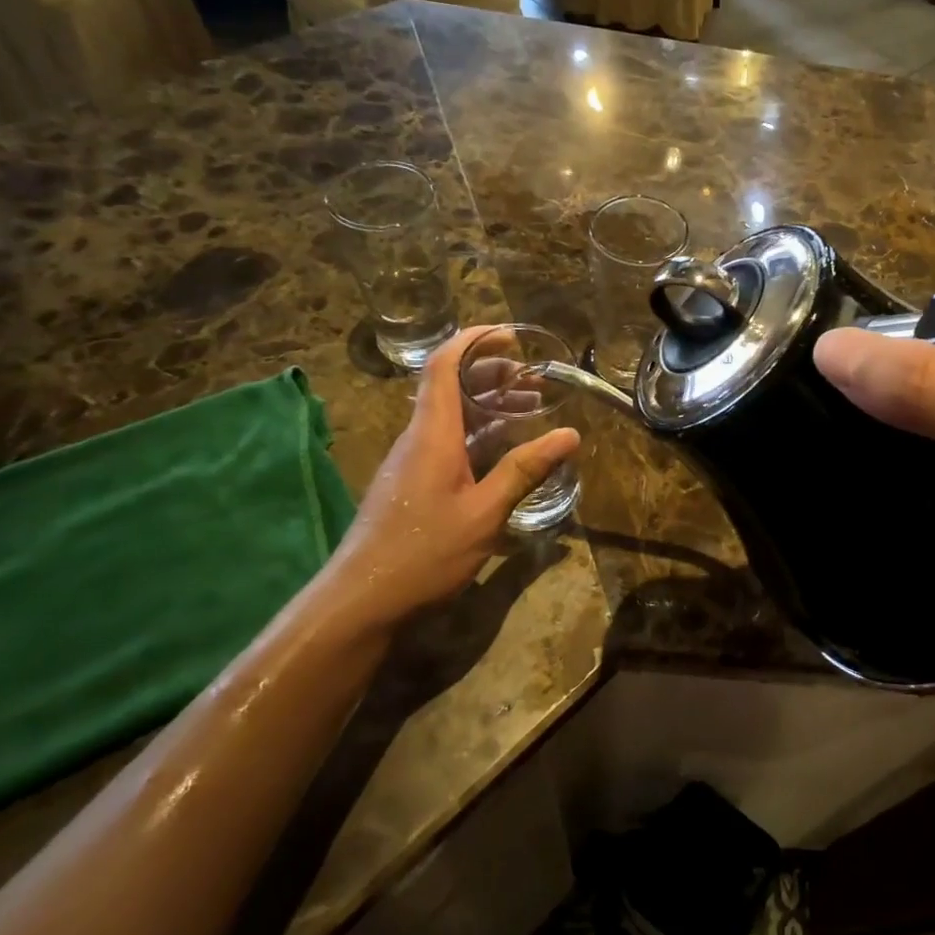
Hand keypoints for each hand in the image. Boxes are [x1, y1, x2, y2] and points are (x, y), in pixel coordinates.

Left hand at [323, 327, 579, 628]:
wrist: (363, 599)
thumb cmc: (425, 551)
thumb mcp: (485, 512)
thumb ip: (525, 470)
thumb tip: (571, 435)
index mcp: (432, 434)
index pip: (445, 366)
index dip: (473, 341)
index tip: (509, 335)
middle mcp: (418, 438)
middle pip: (450, 386)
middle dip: (491, 372)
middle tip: (535, 378)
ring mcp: (412, 461)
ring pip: (450, 415)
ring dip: (488, 404)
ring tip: (530, 407)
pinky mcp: (412, 483)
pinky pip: (447, 440)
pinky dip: (478, 432)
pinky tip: (503, 449)